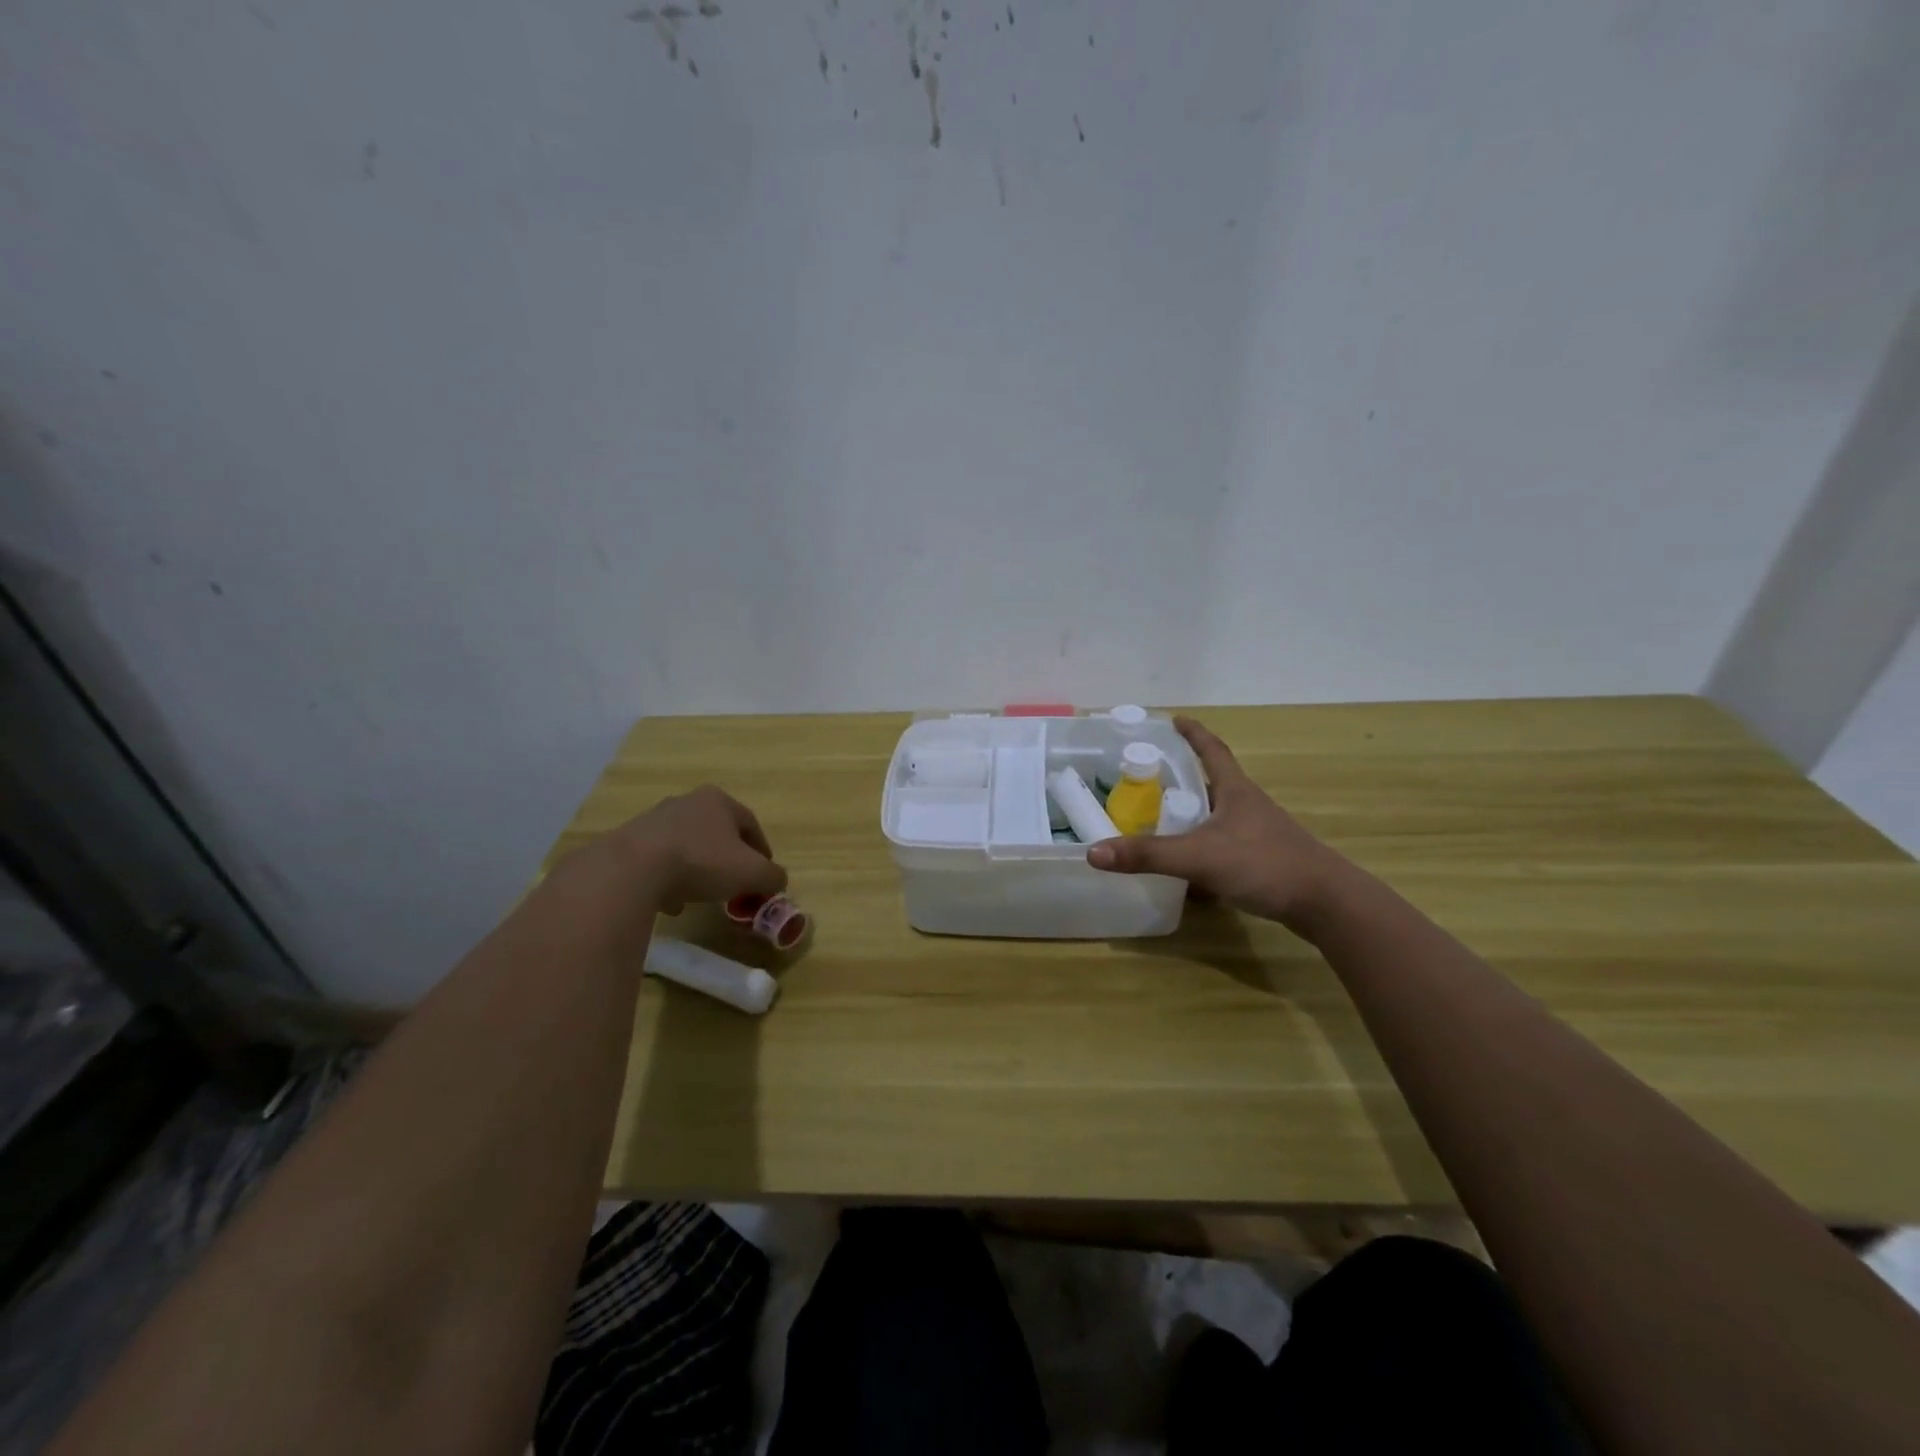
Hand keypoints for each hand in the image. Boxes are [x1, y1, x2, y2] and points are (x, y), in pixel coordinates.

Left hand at [607, 785, 787, 913]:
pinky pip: (659, 861)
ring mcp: (655, 820)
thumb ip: (772, 876)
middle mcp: (687, 802)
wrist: (632, 869)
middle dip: (728, 858)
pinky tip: (671, 902)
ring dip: (698, 869)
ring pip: (687, 846)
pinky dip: (670, 879)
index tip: (764, 874)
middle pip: (717, 832)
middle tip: (735, 883)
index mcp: (719, 801)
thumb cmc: (702, 862)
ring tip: (702, 896)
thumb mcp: (751, 873)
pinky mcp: (630, 841)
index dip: (762, 851)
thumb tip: (778, 880)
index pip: (750, 824)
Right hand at [1086, 716, 1347, 927]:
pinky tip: (1188, 868)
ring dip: (1193, 814)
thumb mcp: (1198, 857)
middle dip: (1184, 776)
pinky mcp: (1263, 859)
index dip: (1193, 734)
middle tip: (1151, 776)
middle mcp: (1247, 805)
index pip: (1212, 750)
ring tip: (1161, 819)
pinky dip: (1203, 848)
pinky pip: (1224, 845)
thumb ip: (1148, 855)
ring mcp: (1258, 833)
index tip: (1174, 720)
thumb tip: (1094, 852)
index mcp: (1235, 791)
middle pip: (1213, 781)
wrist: (1324, 903)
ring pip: (1218, 816)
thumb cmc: (1263, 864)